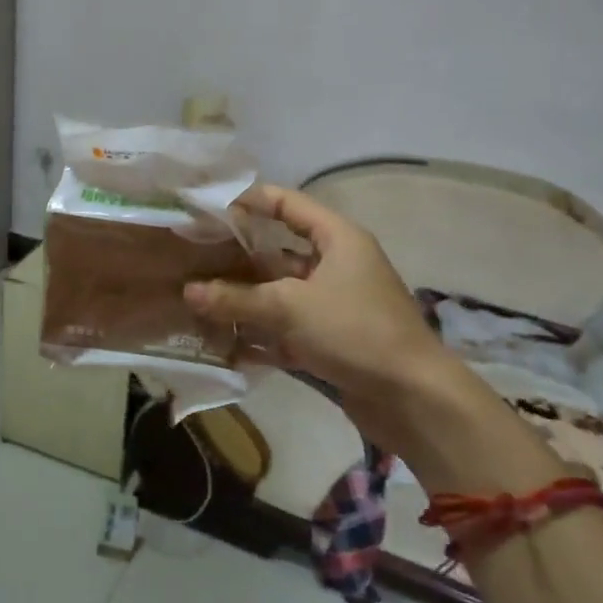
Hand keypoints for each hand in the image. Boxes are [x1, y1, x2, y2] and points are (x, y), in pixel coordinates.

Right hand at [184, 184, 459, 446]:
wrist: (415, 400)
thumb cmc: (355, 331)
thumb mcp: (290, 307)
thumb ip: (236, 298)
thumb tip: (187, 291)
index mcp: (337, 238)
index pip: (287, 203)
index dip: (248, 202)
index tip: (207, 210)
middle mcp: (336, 264)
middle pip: (277, 251)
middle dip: (236, 258)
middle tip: (193, 260)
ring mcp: (333, 304)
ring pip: (279, 293)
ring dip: (243, 300)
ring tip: (198, 303)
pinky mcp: (331, 340)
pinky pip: (287, 328)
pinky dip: (260, 334)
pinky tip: (224, 344)